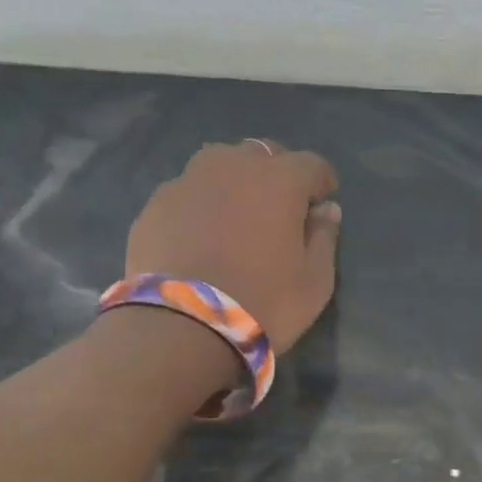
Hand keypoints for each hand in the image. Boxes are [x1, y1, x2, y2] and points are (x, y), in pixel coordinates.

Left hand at [123, 139, 341, 353]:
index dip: (322, 182)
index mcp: (280, 179)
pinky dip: (201, 205)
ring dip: (234, 182)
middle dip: (276, 175)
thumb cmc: (264, 303)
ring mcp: (188, 181)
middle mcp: (233, 166)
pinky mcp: (155, 204)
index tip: (323, 202)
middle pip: (263, 154)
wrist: (180, 326)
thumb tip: (326, 210)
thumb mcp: (315, 282)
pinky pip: (188, 192)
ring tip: (237, 216)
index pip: (312, 164)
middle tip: (280, 209)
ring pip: (220, 166)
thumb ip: (324, 238)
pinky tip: (202, 236)